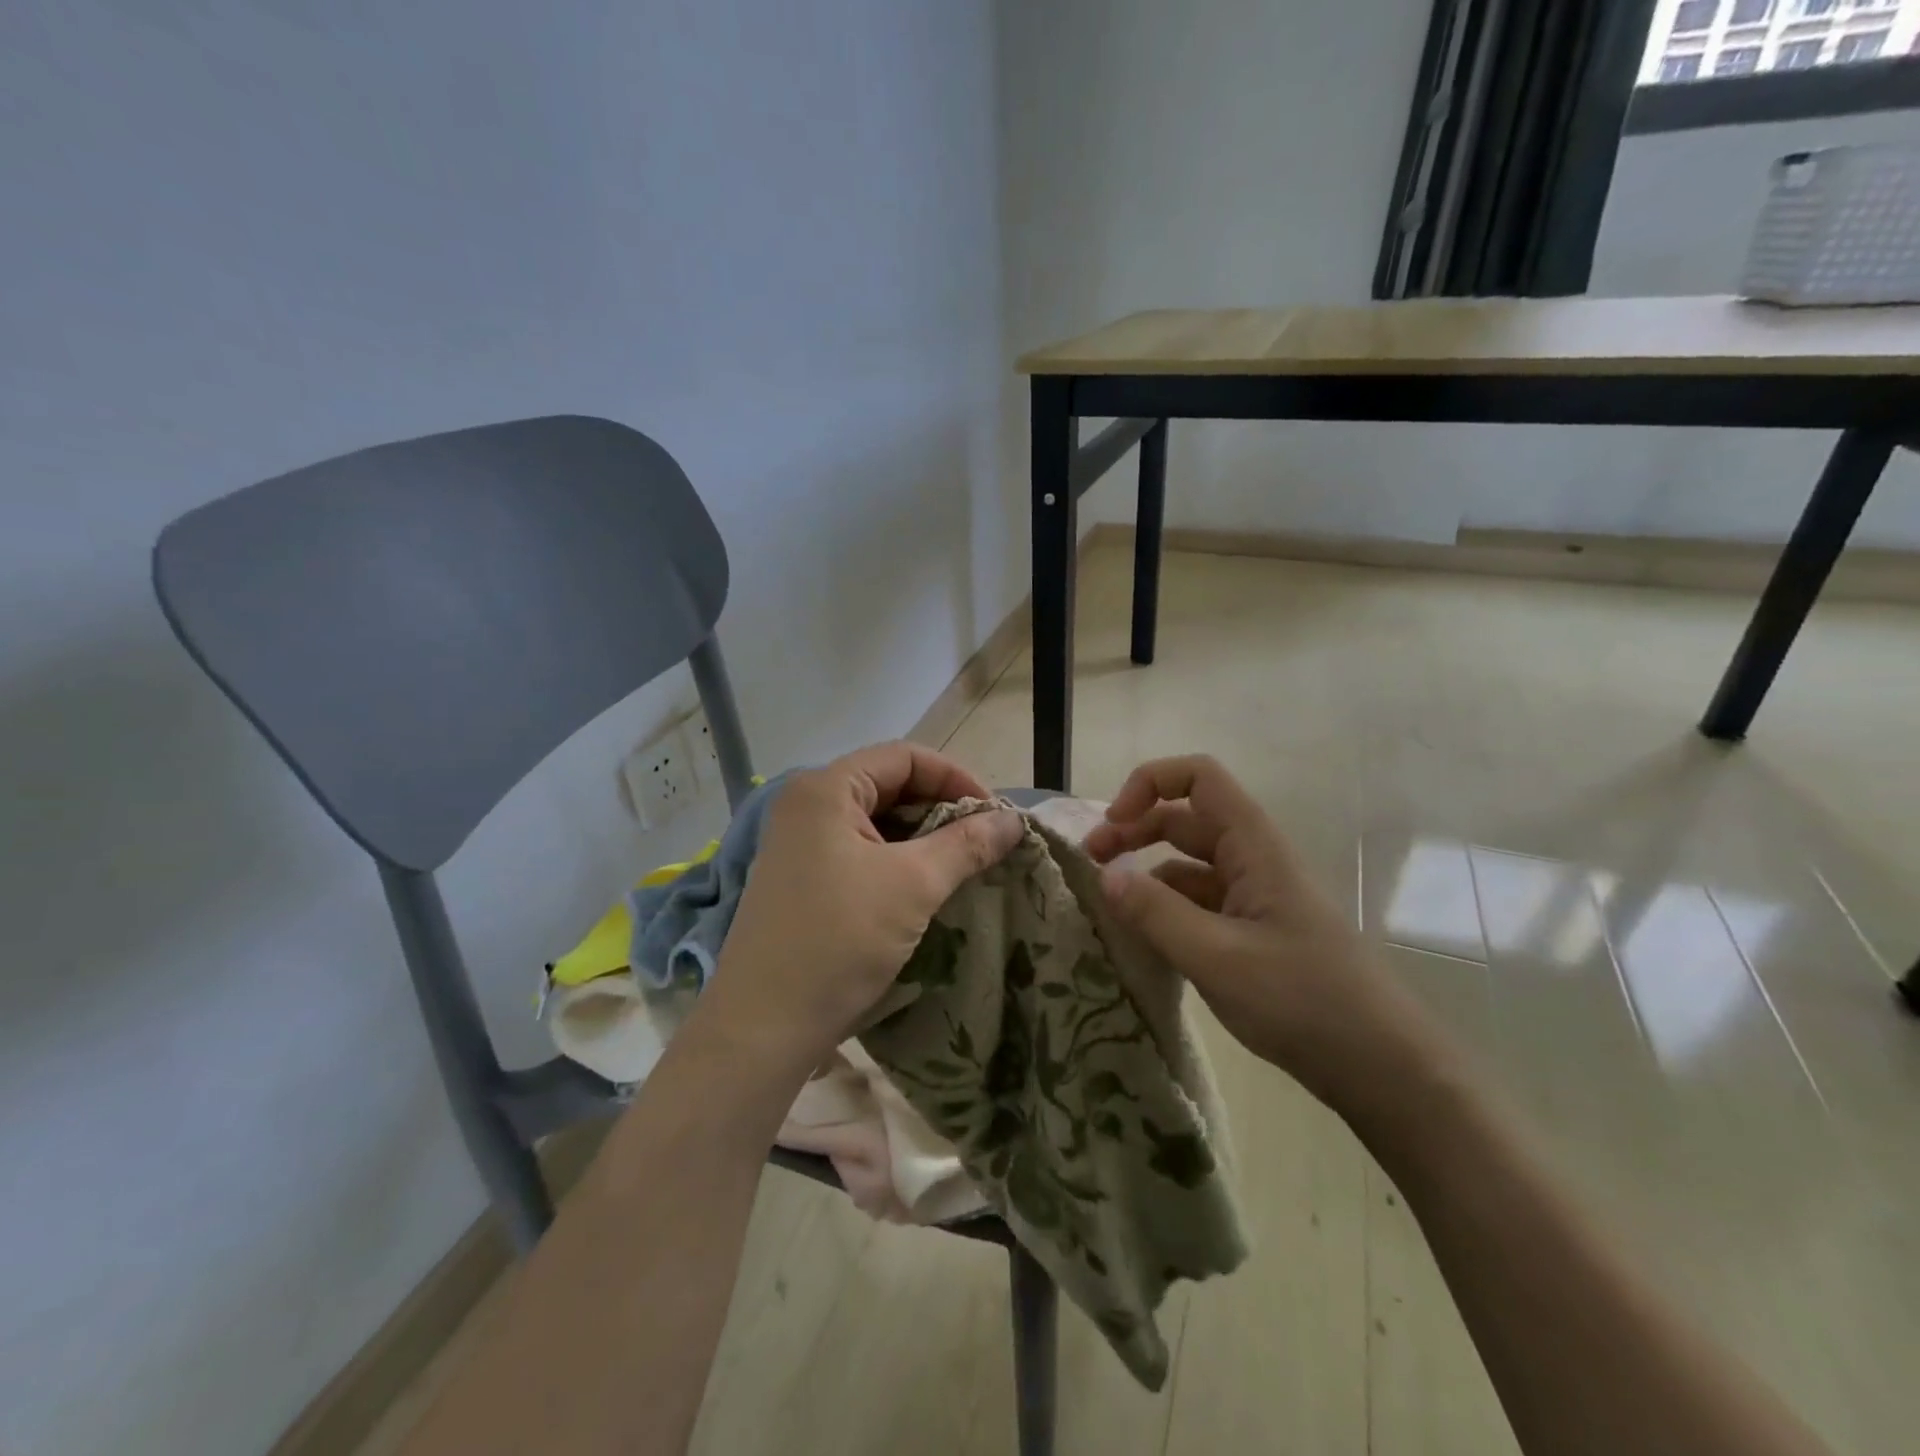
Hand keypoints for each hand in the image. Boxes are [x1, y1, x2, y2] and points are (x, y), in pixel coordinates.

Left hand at [693, 742, 1021, 1082]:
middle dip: (941, 808)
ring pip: (876, 821)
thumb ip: (967, 844)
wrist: (763, 1027)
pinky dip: (897, 861)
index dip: (956, 777)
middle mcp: (807, 805)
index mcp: (826, 788)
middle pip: (889, 785)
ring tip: (961, 866)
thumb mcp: (913, 885)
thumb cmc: (839, 940)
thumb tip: (1013, 820)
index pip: (905, 756)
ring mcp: (800, 843)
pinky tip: (924, 887)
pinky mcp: (802, 878)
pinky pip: (860, 851)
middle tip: (983, 842)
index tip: (994, 815)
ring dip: (922, 837)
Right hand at [1086, 755, 1437, 1117]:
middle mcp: (1253, 860)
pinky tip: (1143, 937)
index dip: (1149, 784)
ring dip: (1146, 872)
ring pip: (1188, 865)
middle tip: (1091, 863)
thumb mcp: (1217, 957)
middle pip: (1184, 819)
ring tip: (1108, 905)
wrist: (1381, 1066)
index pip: (1199, 777)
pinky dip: (1166, 909)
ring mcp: (1255, 897)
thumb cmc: (1303, 1000)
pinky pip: (1199, 903)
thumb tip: (1104, 875)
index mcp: (1253, 846)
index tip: (1113, 824)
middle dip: (1134, 829)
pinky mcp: (1254, 932)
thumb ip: (1155, 912)